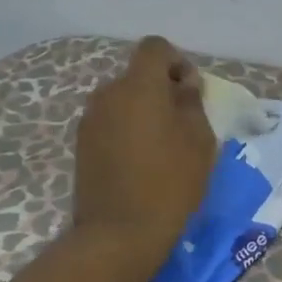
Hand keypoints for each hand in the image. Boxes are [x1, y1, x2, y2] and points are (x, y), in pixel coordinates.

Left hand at [73, 37, 215, 269]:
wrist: (119, 233)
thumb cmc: (170, 183)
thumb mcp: (199, 141)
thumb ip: (192, 102)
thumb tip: (183, 84)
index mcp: (138, 86)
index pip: (155, 48)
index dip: (177, 61)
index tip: (191, 92)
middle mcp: (107, 94)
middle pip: (137, 75)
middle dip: (161, 89)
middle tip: (182, 122)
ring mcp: (90, 120)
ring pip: (123, 100)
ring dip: (143, 111)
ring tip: (162, 146)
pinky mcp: (82, 145)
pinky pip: (110, 122)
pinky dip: (127, 130)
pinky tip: (141, 161)